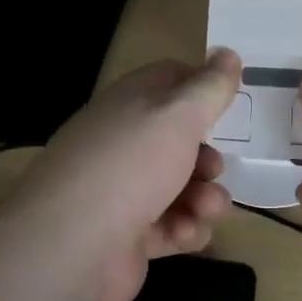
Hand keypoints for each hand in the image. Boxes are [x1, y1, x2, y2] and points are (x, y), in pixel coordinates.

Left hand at [4, 49, 241, 300]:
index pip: (168, 81)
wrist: (72, 247)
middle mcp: (123, 144)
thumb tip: (228, 53)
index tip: (230, 100)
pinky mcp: (128, 236)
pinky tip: (184, 233)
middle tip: (214, 168)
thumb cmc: (129, 166)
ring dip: (203, 197)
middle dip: (206, 156)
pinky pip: (171, 226)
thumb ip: (209, 87)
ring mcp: (123, 192)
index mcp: (129, 104)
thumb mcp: (178, 115)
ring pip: (180, 187)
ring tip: (205, 207)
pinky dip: (184, 229)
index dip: (201, 87)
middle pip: (178, 141)